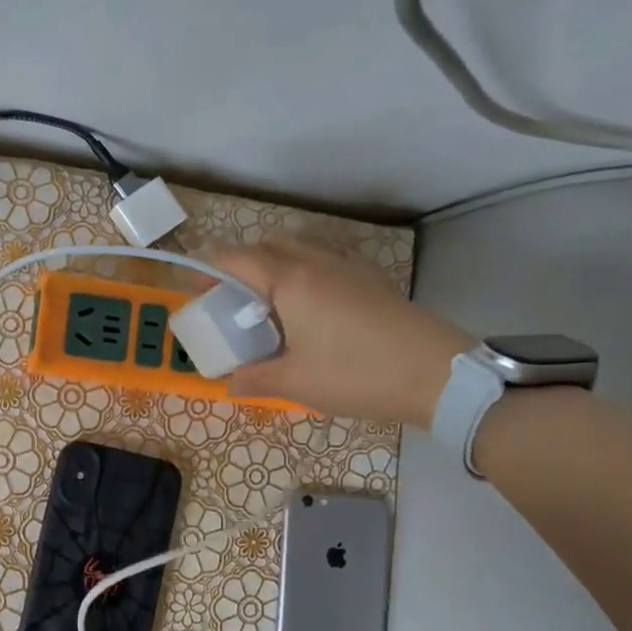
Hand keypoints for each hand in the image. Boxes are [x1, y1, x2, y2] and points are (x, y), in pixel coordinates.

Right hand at [207, 238, 473, 426]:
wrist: (438, 375)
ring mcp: (348, 267)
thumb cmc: (356, 374)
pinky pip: (324, 262)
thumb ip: (255, 379)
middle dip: (240, 264)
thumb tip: (230, 384)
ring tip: (266, 304)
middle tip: (229, 298)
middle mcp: (317, 263)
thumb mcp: (296, 383)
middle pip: (267, 246)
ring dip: (273, 266)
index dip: (209, 268)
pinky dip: (303, 273)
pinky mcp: (371, 280)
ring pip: (299, 250)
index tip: (193, 287)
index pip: (237, 260)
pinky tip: (308, 310)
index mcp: (290, 282)